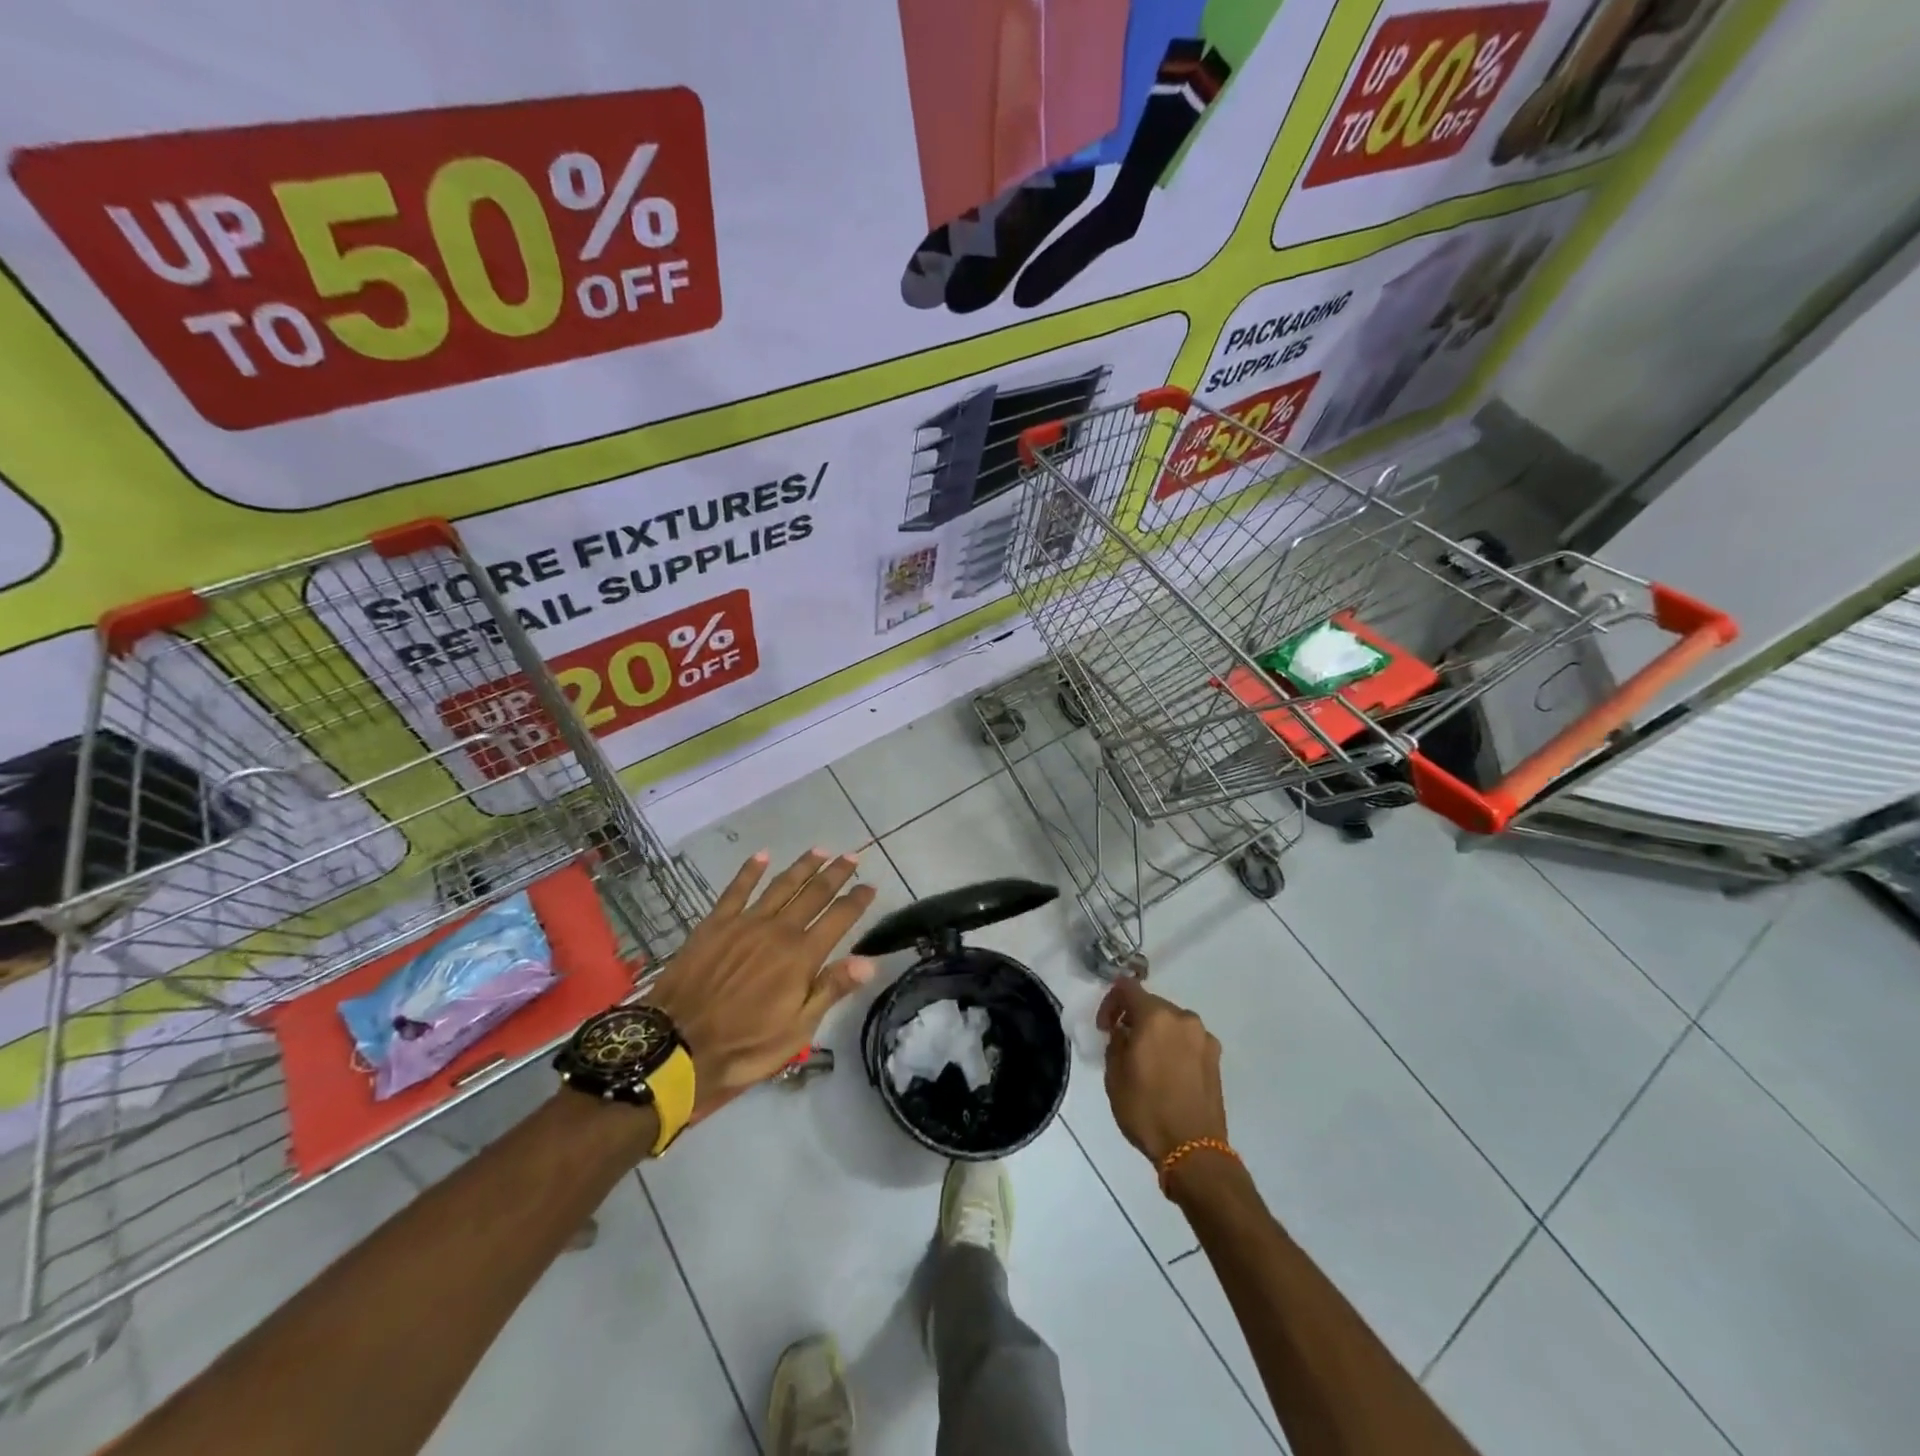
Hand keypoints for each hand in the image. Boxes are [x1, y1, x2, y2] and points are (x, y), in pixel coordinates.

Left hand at [644, 849, 877, 1115]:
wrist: (677, 1046)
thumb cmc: (744, 1046)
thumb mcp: (797, 1030)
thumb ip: (831, 989)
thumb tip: (869, 961)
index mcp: (802, 957)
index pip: (839, 918)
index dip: (857, 900)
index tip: (871, 886)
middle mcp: (778, 931)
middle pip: (814, 894)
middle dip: (835, 874)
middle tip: (851, 856)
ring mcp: (745, 923)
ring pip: (781, 886)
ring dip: (802, 867)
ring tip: (819, 851)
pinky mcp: (715, 923)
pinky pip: (737, 889)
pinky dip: (750, 871)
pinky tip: (762, 855)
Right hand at [1098, 978, 1227, 1165]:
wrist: (1194, 1150)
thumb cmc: (1146, 1110)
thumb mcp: (1115, 1075)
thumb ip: (1116, 1042)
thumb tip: (1124, 1031)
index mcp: (1155, 1016)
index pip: (1127, 987)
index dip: (1111, 1002)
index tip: (1105, 1027)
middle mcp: (1183, 1018)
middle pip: (1152, 1005)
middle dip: (1134, 1019)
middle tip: (1123, 1044)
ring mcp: (1203, 1037)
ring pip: (1171, 1023)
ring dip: (1156, 1033)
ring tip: (1147, 1061)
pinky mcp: (1216, 1058)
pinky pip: (1187, 1041)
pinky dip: (1174, 1047)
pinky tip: (1168, 1073)